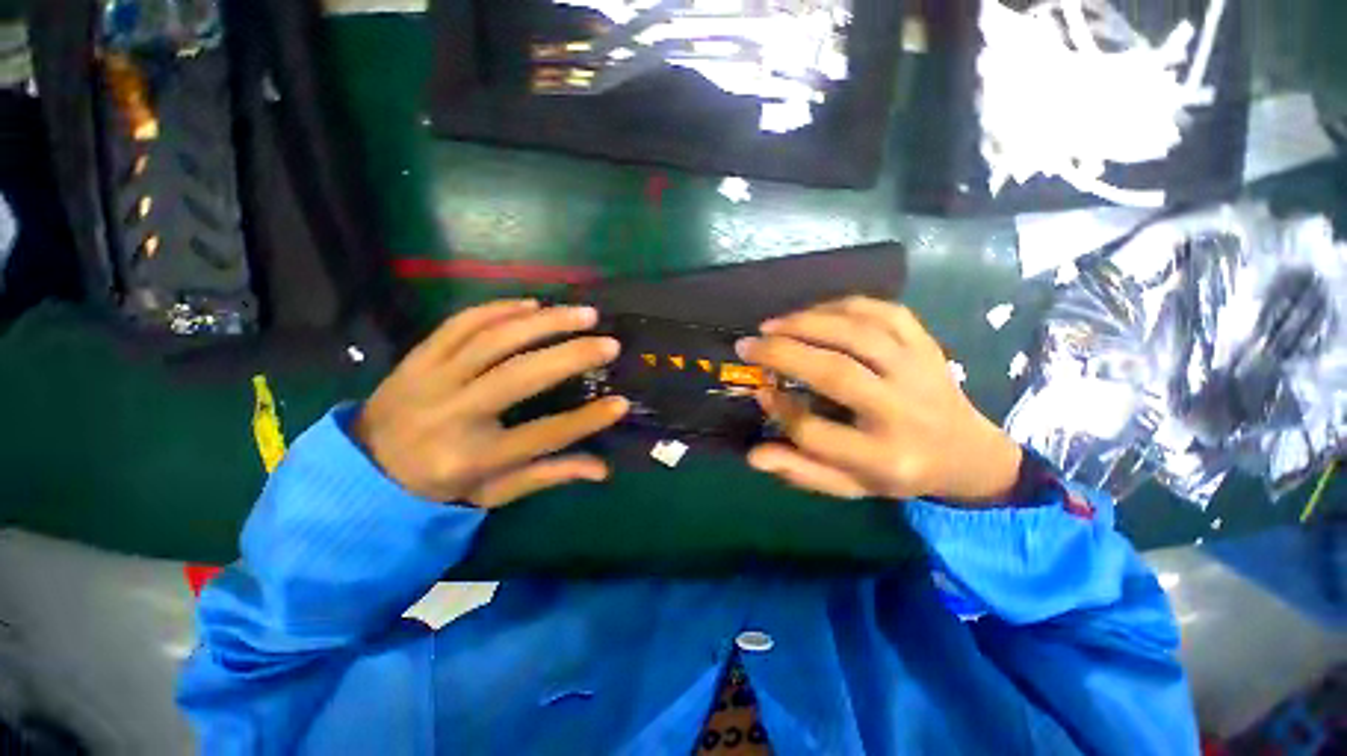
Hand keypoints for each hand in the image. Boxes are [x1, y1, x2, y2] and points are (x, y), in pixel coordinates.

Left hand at [353, 300, 628, 507]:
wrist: (365, 466)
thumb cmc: (440, 484)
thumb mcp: (495, 491)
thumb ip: (548, 475)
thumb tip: (602, 470)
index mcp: (472, 457)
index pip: (542, 435)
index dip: (587, 419)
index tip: (622, 403)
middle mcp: (452, 414)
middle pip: (519, 376)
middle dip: (571, 355)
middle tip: (610, 343)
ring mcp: (431, 378)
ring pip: (493, 339)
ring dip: (544, 321)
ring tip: (583, 313)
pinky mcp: (419, 356)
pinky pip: (462, 323)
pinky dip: (500, 308)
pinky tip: (533, 304)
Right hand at [737, 297, 1021, 504]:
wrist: (967, 452)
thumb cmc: (897, 471)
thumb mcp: (848, 485)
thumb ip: (801, 471)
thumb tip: (754, 455)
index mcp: (883, 458)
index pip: (815, 432)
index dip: (779, 409)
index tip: (760, 391)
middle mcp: (904, 412)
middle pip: (835, 373)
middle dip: (782, 354)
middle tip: (747, 345)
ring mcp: (920, 372)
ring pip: (858, 334)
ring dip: (806, 323)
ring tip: (771, 325)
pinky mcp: (927, 345)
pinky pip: (885, 312)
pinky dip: (843, 305)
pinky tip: (815, 311)